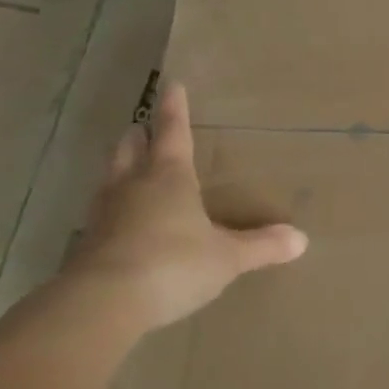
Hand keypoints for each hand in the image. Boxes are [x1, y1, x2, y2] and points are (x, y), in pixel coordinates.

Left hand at [67, 81, 307, 330]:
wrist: (102, 304)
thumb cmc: (173, 263)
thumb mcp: (227, 257)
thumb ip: (262, 246)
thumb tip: (301, 239)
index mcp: (169, 177)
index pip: (171, 132)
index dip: (173, 109)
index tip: (171, 84)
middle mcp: (132, 187)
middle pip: (130, 149)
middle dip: (138, 137)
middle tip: (143, 128)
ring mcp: (104, 215)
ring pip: (109, 179)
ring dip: (119, 169)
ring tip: (130, 169)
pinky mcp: (86, 246)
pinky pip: (102, 216)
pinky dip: (113, 210)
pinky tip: (121, 223)